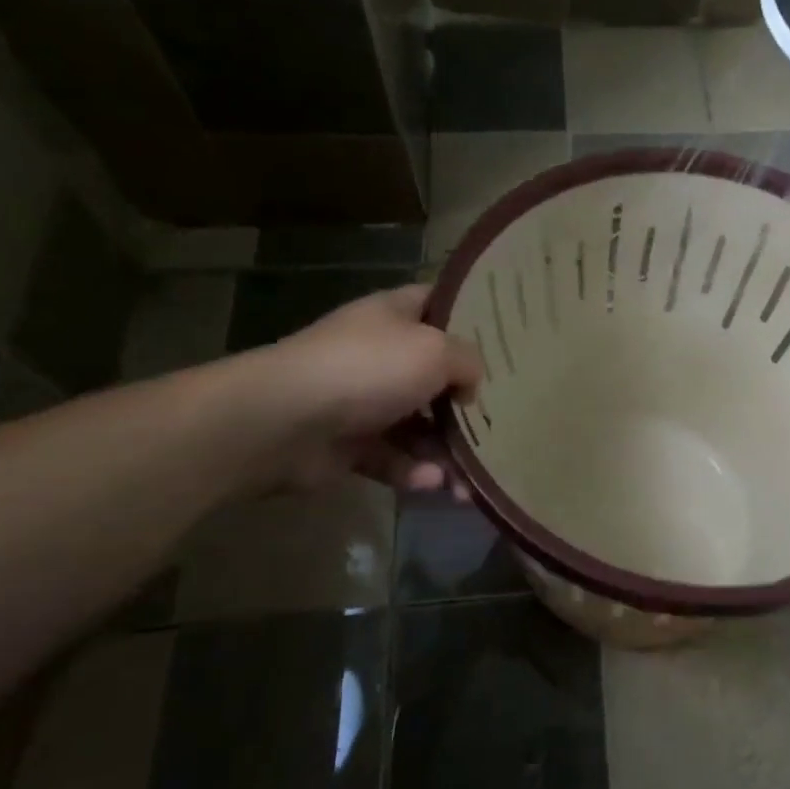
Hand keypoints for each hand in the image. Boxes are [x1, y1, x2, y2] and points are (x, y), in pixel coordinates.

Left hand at [250, 284, 482, 494]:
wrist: (282, 422)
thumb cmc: (366, 369)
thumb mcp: (435, 350)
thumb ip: (468, 361)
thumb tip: (470, 386)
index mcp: (394, 315)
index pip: (438, 303)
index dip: (470, 316)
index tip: (507, 337)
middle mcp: (378, 353)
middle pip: (434, 373)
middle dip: (466, 401)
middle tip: (502, 421)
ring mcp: (362, 400)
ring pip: (418, 425)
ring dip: (446, 451)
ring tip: (471, 480)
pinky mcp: (349, 445)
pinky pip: (393, 458)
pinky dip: (415, 471)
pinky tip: (435, 485)